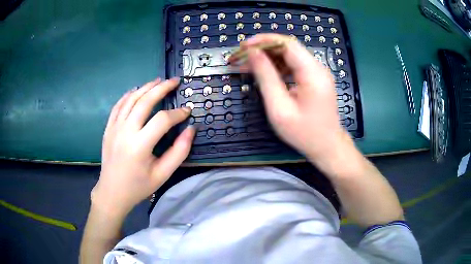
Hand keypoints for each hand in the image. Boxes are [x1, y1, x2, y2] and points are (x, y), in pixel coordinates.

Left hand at [92, 78, 194, 216]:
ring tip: (158, 80)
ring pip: (131, 99)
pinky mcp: (108, 128)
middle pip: (145, 102)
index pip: (162, 120)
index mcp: (140, 146)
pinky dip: (128, 95)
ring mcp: (114, 128)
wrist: (112, 192)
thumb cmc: (139, 186)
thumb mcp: (163, 174)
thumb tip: (191, 129)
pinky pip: (118, 106)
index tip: (188, 112)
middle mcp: (125, 132)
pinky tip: (136, 90)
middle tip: (175, 81)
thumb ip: (179, 151)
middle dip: (162, 88)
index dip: (178, 114)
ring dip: (145, 87)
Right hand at [242, 34, 354, 170]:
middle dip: (263, 49)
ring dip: (268, 58)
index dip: (263, 41)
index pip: (287, 44)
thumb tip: (253, 53)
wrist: (327, 146)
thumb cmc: (304, 133)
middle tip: (241, 58)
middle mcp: (317, 67)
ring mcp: (317, 72)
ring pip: (289, 56)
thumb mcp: (279, 108)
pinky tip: (264, 74)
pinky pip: (293, 66)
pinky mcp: (315, 79)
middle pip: (288, 47)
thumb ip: (266, 77)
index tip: (243, 47)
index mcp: (312, 72)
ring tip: (247, 66)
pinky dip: (277, 67)